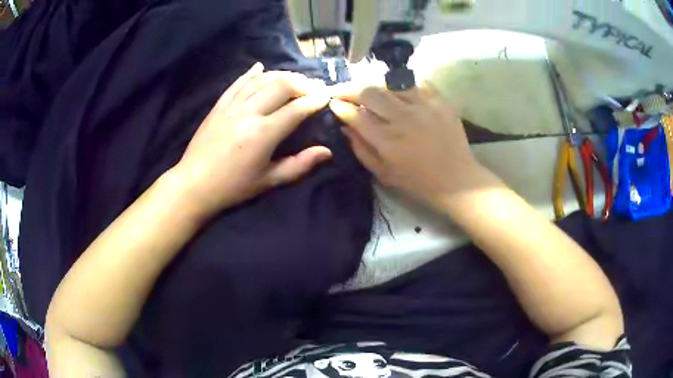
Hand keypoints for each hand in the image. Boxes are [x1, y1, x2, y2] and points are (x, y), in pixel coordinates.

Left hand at [174, 63, 331, 217]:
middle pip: (281, 86)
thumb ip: (299, 165)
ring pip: (261, 80)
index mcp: (263, 134)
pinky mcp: (219, 105)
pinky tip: (261, 67)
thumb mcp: (268, 181)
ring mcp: (232, 106)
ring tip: (295, 78)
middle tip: (315, 86)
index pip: (296, 109)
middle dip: (302, 83)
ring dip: (281, 75)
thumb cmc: (233, 187)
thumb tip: (327, 152)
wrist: (194, 184)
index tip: (327, 96)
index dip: (315, 100)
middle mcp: (249, 113)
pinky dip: (251, 73)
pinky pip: (238, 83)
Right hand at [329, 82, 489, 206]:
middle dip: (349, 88)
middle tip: (343, 90)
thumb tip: (345, 127)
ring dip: (374, 84)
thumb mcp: (384, 174)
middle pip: (369, 92)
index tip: (333, 103)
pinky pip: (416, 82)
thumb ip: (361, 149)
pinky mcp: (440, 101)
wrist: (457, 180)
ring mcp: (423, 106)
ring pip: (390, 82)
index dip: (340, 106)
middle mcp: (403, 118)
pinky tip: (396, 89)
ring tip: (369, 89)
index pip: (355, 115)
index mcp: (387, 141)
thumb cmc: (418, 182)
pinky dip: (402, 83)